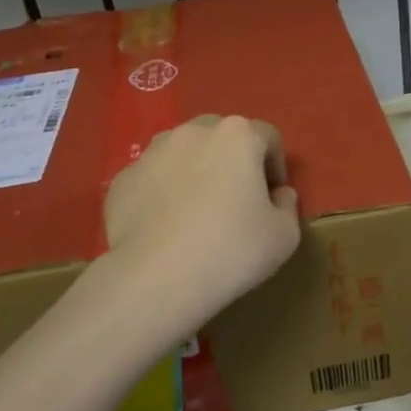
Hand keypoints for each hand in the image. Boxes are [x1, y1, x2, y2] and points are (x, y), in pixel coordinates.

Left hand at [102, 115, 301, 331]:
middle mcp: (192, 132)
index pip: (268, 137)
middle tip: (237, 200)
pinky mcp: (123, 179)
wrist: (155, 278)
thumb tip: (278, 195)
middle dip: (233, 161)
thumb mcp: (283, 236)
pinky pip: (153, 179)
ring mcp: (151, 153)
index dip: (276, 166)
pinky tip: (165, 227)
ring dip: (195, 171)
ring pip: (182, 153)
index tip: (274, 197)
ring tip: (197, 211)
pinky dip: (162, 193)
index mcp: (237, 136)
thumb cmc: (230, 251)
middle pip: (222, 137)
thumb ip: (287, 206)